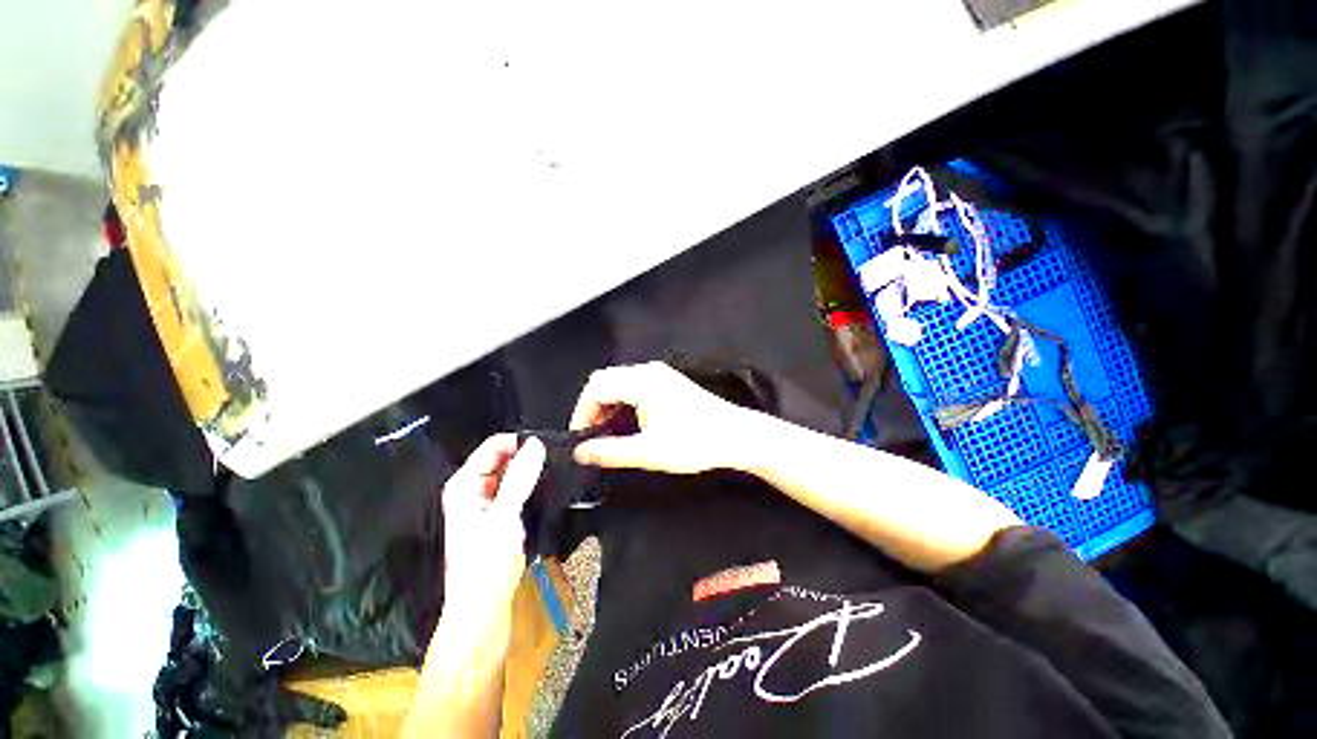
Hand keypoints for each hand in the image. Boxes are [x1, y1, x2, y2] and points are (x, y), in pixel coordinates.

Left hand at [441, 435, 545, 619]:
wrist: (484, 610)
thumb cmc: (485, 566)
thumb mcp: (504, 517)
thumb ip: (520, 478)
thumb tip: (537, 444)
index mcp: (464, 484)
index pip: (494, 446)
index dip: (519, 442)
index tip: (548, 446)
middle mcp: (474, 488)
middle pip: (504, 457)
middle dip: (528, 456)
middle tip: (556, 459)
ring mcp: (489, 501)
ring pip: (514, 473)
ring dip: (533, 471)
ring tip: (556, 471)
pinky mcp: (502, 514)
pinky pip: (520, 489)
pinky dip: (533, 485)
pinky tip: (549, 488)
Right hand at [570, 362, 755, 473]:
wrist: (736, 436)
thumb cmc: (695, 442)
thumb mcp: (649, 452)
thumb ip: (610, 452)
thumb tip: (580, 453)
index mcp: (642, 381)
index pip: (596, 387)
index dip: (582, 412)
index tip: (582, 439)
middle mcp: (648, 371)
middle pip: (605, 381)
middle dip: (593, 408)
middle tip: (593, 437)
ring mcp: (660, 375)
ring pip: (619, 383)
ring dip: (608, 406)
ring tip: (608, 434)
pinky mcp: (668, 383)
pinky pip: (633, 386)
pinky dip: (623, 403)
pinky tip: (628, 425)